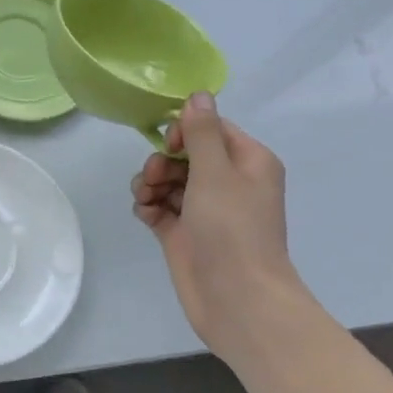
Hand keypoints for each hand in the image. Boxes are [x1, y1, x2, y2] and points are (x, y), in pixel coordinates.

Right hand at [131, 92, 302, 353]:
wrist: (236, 298)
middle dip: (162, 160)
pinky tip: (145, 215)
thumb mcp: (216, 172)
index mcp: (248, 162)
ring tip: (146, 199)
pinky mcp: (183, 233)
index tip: (169, 144)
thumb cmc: (232, 229)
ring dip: (150, 183)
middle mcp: (228, 182)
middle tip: (153, 177)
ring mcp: (204, 210)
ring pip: (168, 180)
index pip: (212, 129)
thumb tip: (198, 94)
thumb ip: (202, 132)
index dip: (185, 131)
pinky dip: (148, 206)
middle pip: (185, 154)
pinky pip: (159, 207)